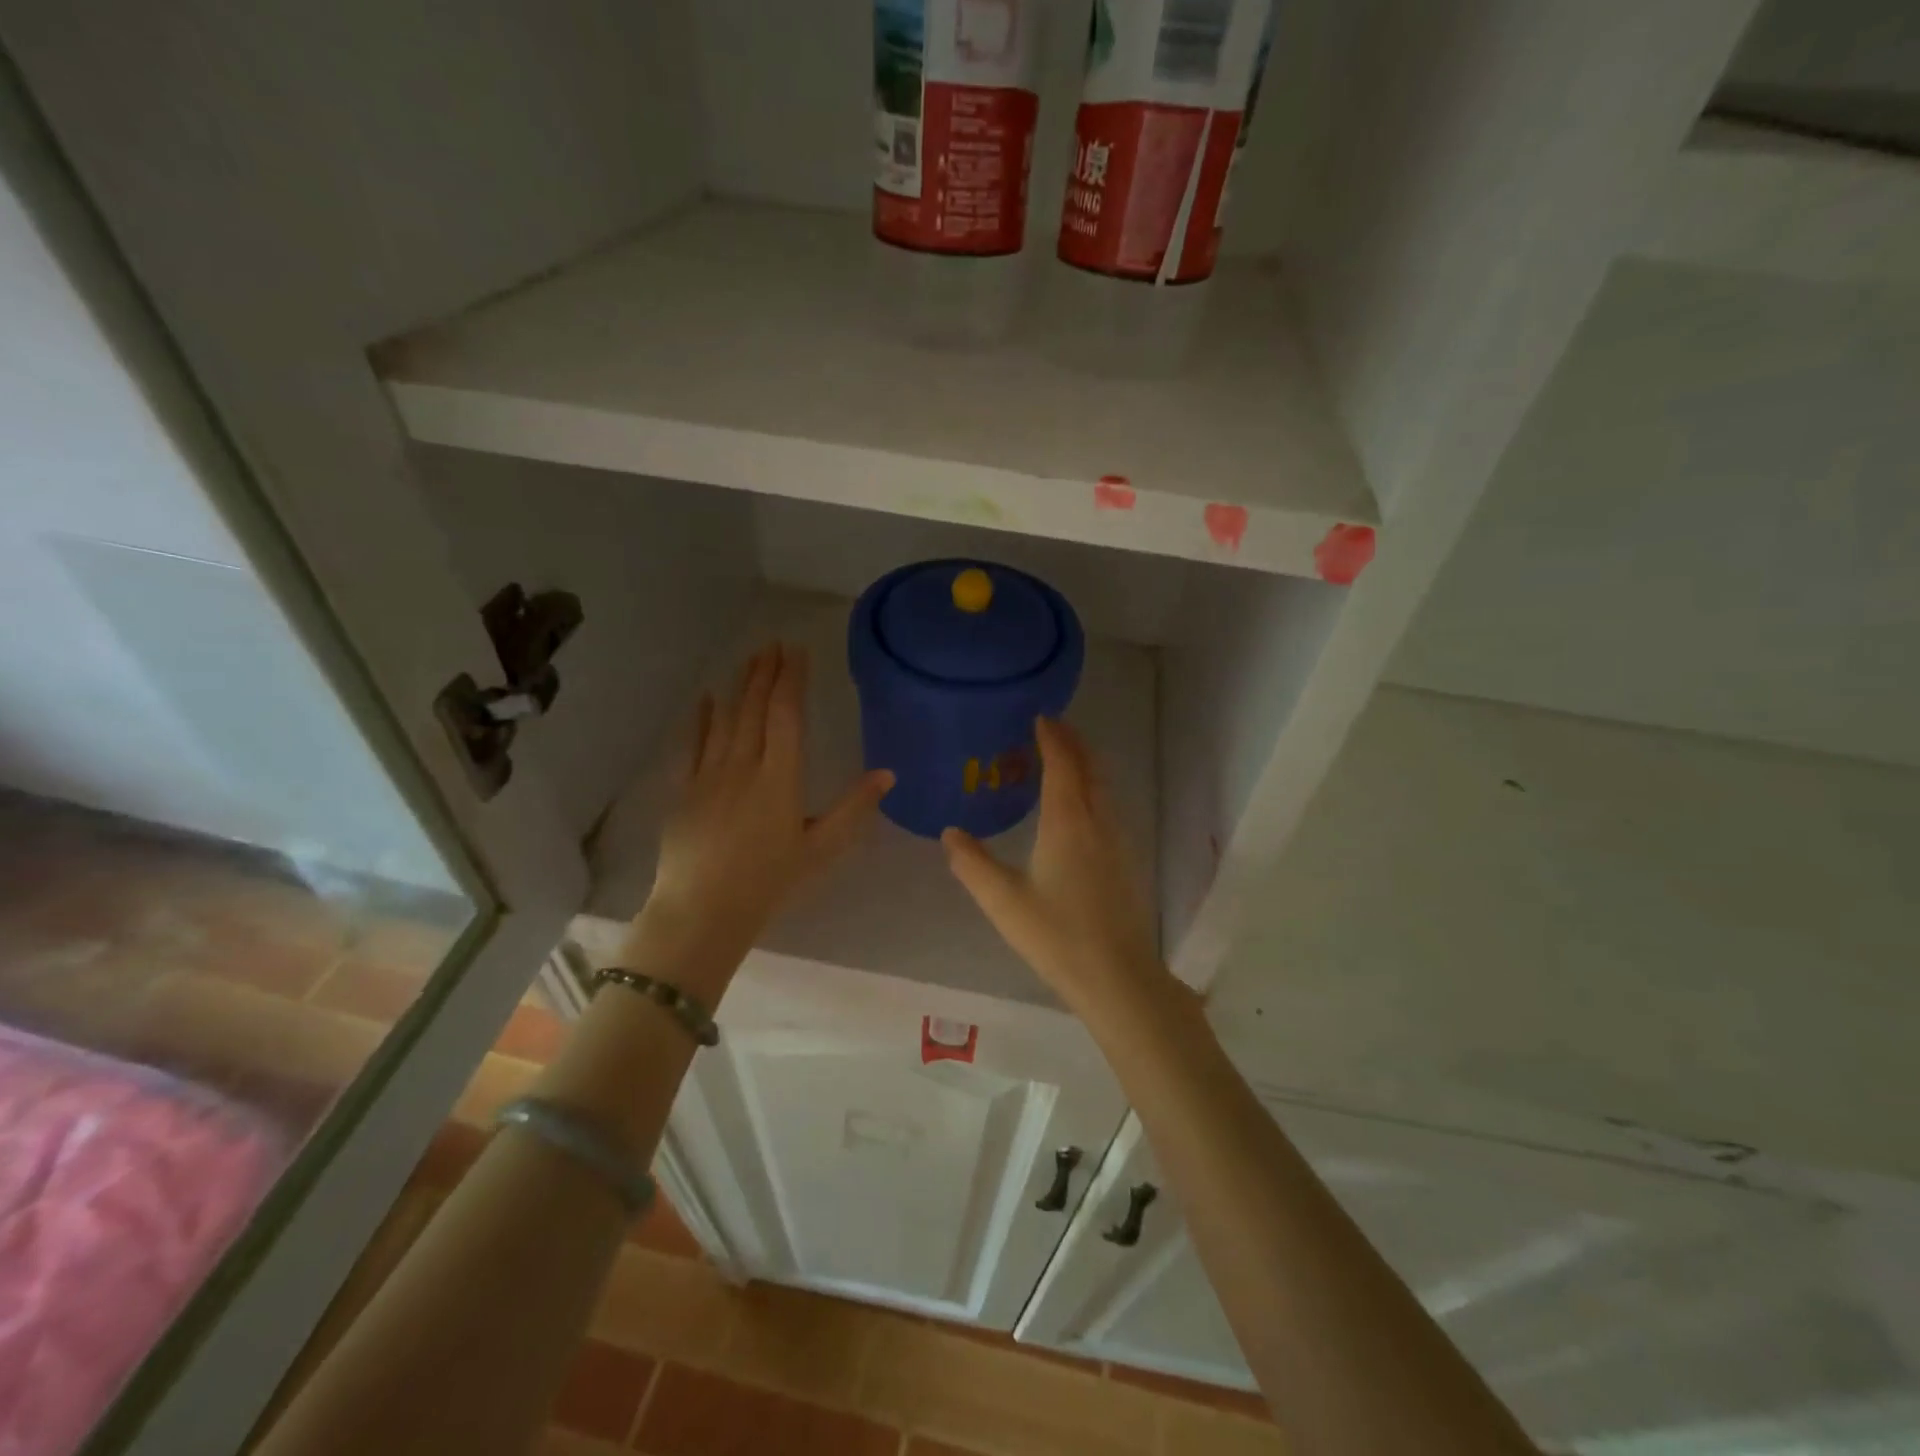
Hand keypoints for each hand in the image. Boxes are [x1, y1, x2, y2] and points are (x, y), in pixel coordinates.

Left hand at [637, 643, 891, 991]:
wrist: (703, 910)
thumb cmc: (770, 881)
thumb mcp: (822, 847)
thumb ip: (854, 808)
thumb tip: (888, 774)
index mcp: (780, 777)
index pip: (787, 715)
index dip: (792, 679)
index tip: (797, 652)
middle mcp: (744, 765)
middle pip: (755, 708)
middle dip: (765, 672)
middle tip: (774, 643)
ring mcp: (709, 775)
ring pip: (726, 719)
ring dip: (738, 686)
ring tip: (749, 658)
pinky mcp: (684, 790)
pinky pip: (693, 743)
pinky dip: (701, 718)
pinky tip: (706, 698)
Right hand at [942, 717, 1169, 1022]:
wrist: (1117, 975)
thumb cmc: (1056, 935)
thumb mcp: (1003, 900)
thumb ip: (972, 863)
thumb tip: (949, 833)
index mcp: (1068, 821)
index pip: (1062, 764)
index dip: (1052, 737)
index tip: (1040, 717)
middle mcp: (1098, 820)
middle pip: (1090, 767)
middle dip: (1073, 742)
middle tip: (1052, 728)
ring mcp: (1118, 840)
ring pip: (1104, 786)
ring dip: (1085, 764)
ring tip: (1064, 760)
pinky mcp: (1126, 859)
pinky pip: (1109, 805)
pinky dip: (1093, 788)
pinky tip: (1080, 808)